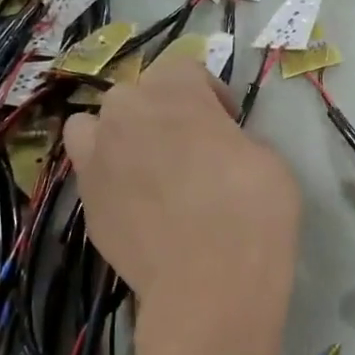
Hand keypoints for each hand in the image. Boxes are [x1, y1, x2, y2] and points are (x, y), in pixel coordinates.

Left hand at [64, 56, 299, 314]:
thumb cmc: (252, 212)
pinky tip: (137, 205)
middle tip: (191, 147)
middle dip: (162, 112)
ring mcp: (97, 159)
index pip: (184, 69)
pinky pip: (91, 173)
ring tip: (146, 167)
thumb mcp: (269, 160)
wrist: (209, 285)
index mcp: (174, 93)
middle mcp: (126, 114)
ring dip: (119, 135)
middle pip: (136, 95)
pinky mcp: (86, 202)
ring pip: (95, 126)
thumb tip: (216, 147)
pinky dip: (109, 177)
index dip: (209, 93)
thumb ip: (234, 138)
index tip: (228, 123)